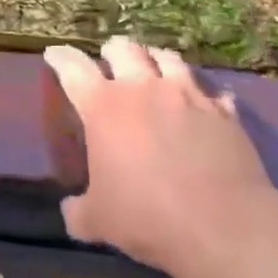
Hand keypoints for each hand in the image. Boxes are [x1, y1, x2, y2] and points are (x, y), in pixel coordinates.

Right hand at [45, 36, 277, 277]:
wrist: (222, 227)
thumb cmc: (147, 217)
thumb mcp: (98, 221)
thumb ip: (79, 210)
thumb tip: (71, 210)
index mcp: (103, 106)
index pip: (73, 68)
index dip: (61, 58)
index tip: (54, 54)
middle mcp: (142, 89)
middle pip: (124, 49)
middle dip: (113, 51)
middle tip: (110, 57)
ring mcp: (186, 96)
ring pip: (168, 58)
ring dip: (156, 58)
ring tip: (155, 63)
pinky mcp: (223, 112)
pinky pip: (213, 92)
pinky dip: (205, 94)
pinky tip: (207, 102)